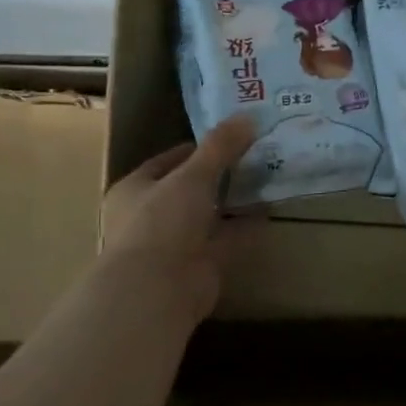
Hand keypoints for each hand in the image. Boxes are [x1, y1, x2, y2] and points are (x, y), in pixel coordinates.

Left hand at [100, 115, 256, 317]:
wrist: (158, 289)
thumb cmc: (162, 223)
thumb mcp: (192, 176)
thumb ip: (220, 147)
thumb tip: (248, 116)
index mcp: (136, 190)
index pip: (167, 161)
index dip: (197, 148)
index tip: (230, 136)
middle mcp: (152, 216)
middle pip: (191, 189)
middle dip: (221, 174)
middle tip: (255, 153)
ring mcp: (176, 244)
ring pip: (210, 215)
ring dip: (235, 201)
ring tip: (267, 177)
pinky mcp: (199, 266)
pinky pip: (227, 240)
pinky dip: (246, 228)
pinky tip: (269, 211)